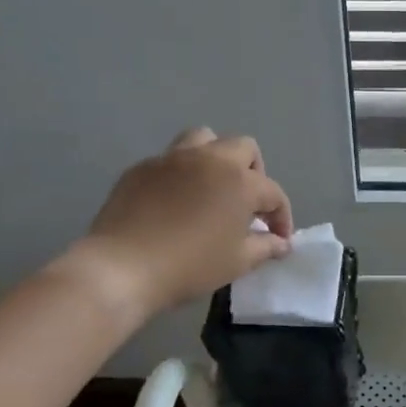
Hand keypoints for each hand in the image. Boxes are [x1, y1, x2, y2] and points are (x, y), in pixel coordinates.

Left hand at [69, 129, 294, 318]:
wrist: (123, 267)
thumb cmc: (190, 266)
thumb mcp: (237, 262)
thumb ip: (265, 247)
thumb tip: (281, 243)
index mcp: (239, 182)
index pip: (273, 192)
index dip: (281, 216)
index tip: (279, 238)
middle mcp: (209, 159)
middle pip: (243, 148)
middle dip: (254, 173)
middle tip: (248, 205)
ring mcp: (172, 159)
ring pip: (204, 139)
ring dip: (217, 158)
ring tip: (213, 188)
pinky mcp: (142, 167)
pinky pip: (170, 159)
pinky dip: (182, 174)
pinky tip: (176, 202)